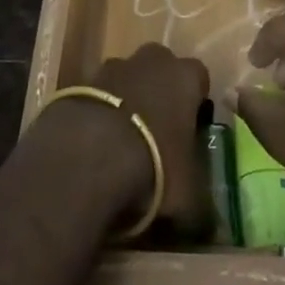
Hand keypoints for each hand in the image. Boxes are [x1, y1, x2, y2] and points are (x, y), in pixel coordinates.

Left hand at [46, 43, 211, 238]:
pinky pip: (96, 95)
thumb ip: (200, 204)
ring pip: (125, 78)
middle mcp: (150, 61)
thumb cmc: (154, 167)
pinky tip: (92, 145)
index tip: (190, 129)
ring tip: (120, 143)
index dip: (195, 102)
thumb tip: (206, 223)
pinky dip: (97, 113)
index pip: (199, 77)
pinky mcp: (79, 81)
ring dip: (125, 100)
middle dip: (158, 92)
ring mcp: (111, 67)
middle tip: (156, 131)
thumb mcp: (189, 199)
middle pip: (159, 68)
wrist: (87, 156)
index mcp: (184, 77)